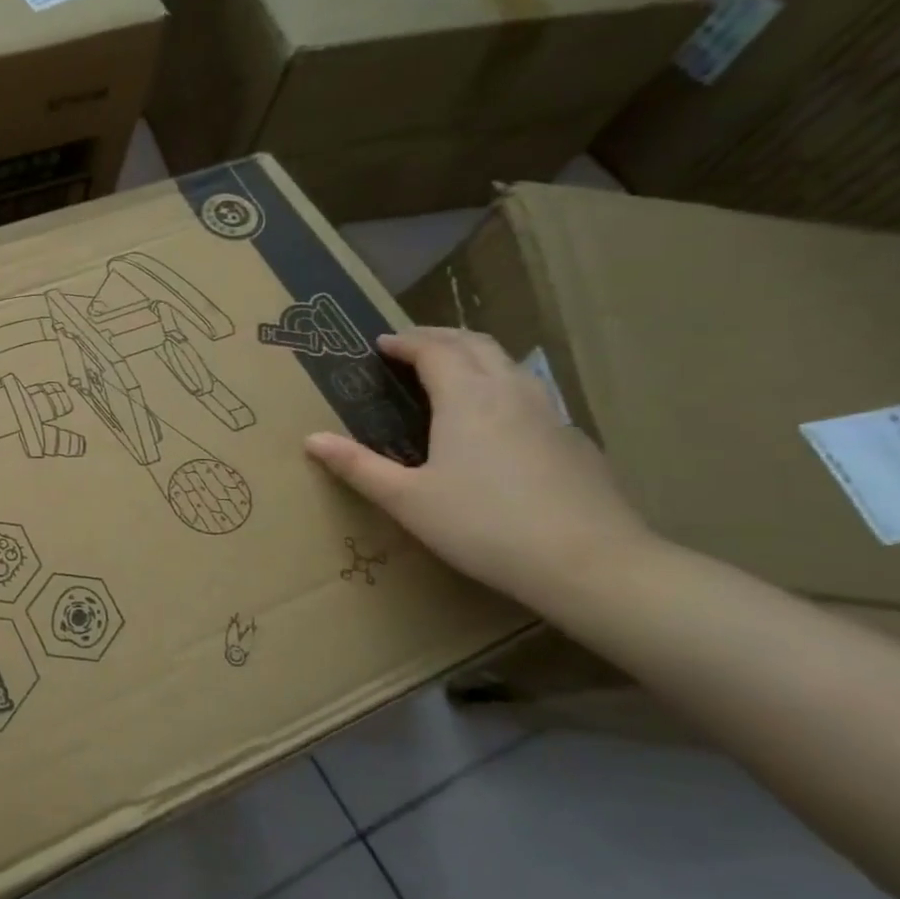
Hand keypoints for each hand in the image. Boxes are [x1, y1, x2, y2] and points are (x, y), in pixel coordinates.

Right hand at [303, 328, 652, 605]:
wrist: (587, 561)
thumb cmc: (482, 525)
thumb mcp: (406, 500)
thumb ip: (358, 466)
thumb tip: (311, 439)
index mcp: (467, 398)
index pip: (434, 350)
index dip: (404, 342)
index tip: (379, 344)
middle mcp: (510, 392)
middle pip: (475, 344)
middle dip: (439, 337)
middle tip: (410, 345)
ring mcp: (548, 414)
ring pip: (508, 364)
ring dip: (473, 355)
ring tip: (449, 369)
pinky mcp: (571, 439)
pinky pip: (529, 393)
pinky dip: (500, 385)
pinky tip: (493, 419)